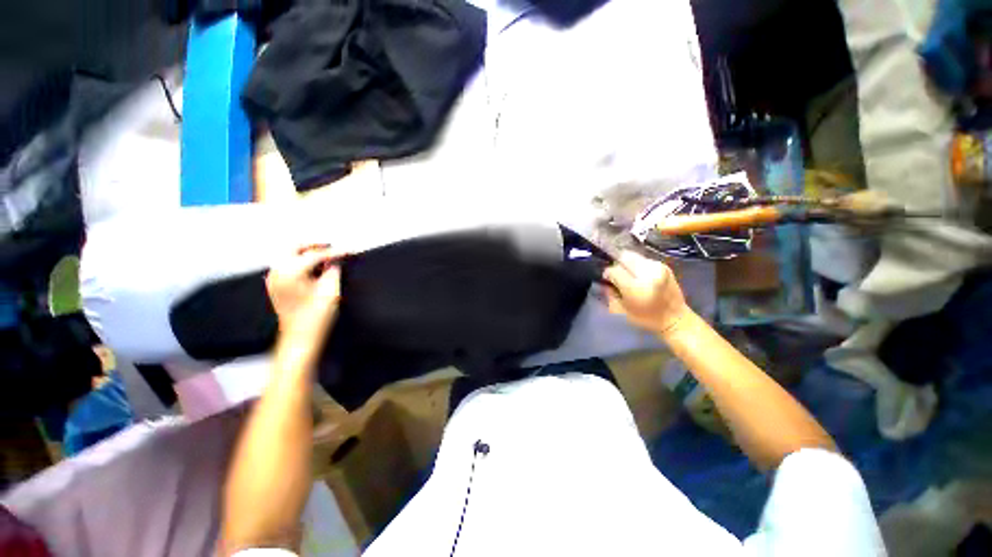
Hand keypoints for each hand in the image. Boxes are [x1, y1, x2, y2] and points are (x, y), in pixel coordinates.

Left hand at [266, 245, 345, 367]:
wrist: (300, 337)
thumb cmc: (315, 317)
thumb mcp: (330, 290)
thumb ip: (333, 271)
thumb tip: (335, 261)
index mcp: (290, 271)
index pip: (316, 255)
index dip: (335, 252)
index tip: (349, 251)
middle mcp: (277, 272)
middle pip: (295, 248)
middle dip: (315, 246)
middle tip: (333, 249)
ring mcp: (274, 279)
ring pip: (289, 255)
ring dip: (307, 253)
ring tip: (326, 257)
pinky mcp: (275, 286)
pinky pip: (286, 265)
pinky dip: (300, 262)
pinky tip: (314, 268)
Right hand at [603, 250, 693, 334]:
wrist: (675, 319)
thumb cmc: (646, 319)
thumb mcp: (621, 310)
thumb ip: (609, 293)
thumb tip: (605, 281)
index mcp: (636, 287)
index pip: (614, 270)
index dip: (607, 274)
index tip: (607, 280)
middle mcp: (647, 273)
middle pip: (623, 257)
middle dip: (617, 265)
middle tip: (617, 275)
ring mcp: (657, 267)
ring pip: (633, 256)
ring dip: (627, 264)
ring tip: (628, 275)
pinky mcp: (664, 265)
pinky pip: (643, 259)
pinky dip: (637, 265)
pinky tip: (638, 275)